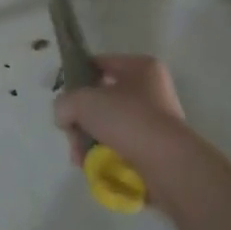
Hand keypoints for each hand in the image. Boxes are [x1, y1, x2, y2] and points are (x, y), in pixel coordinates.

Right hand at [52, 55, 191, 174]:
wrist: (167, 164)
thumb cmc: (127, 120)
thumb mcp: (83, 102)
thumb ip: (64, 103)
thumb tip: (65, 117)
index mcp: (140, 67)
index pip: (99, 63)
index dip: (76, 76)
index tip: (63, 97)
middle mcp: (151, 89)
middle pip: (101, 99)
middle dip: (80, 120)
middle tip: (71, 135)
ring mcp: (154, 120)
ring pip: (108, 125)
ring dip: (89, 140)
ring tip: (80, 158)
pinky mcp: (155, 147)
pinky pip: (120, 145)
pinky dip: (104, 154)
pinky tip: (93, 166)